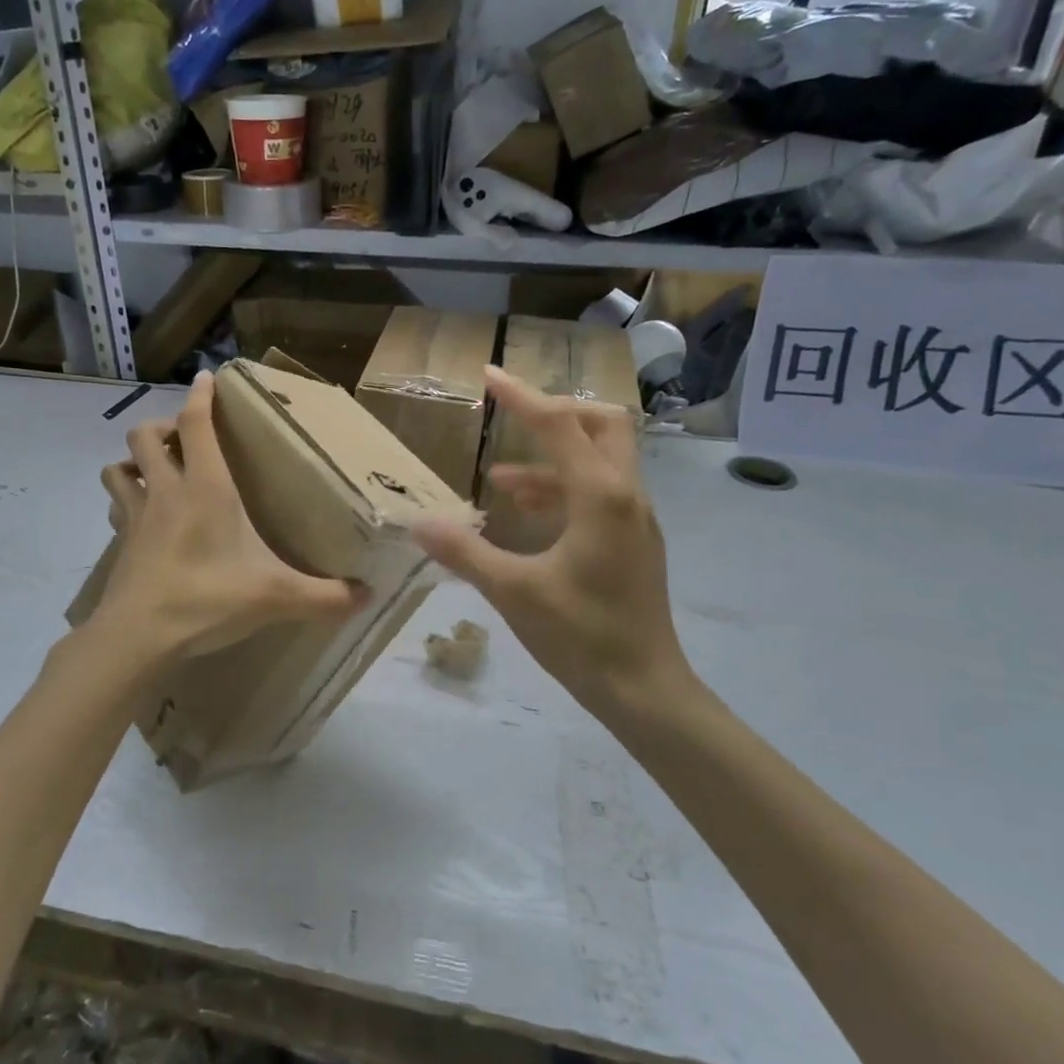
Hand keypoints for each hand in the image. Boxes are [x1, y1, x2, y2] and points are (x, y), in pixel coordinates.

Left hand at [91, 371, 367, 661]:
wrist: (140, 636)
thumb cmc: (209, 599)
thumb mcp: (277, 597)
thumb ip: (326, 596)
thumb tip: (369, 596)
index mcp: (205, 487)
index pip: (195, 425)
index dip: (200, 397)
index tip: (206, 377)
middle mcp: (166, 491)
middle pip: (144, 435)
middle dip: (161, 428)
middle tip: (183, 443)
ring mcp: (136, 516)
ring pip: (119, 467)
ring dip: (133, 461)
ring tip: (155, 473)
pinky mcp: (121, 543)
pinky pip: (117, 507)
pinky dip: (125, 501)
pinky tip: (141, 518)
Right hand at [413, 367, 696, 723]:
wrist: (644, 690)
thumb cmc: (581, 636)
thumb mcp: (513, 591)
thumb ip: (465, 552)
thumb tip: (418, 522)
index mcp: (601, 497)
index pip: (559, 425)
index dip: (520, 396)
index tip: (488, 374)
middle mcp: (626, 496)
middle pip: (602, 425)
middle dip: (558, 414)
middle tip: (514, 420)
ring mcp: (635, 520)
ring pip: (602, 461)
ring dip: (553, 459)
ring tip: (499, 480)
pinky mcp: (633, 543)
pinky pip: (599, 494)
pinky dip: (562, 490)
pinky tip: (527, 515)